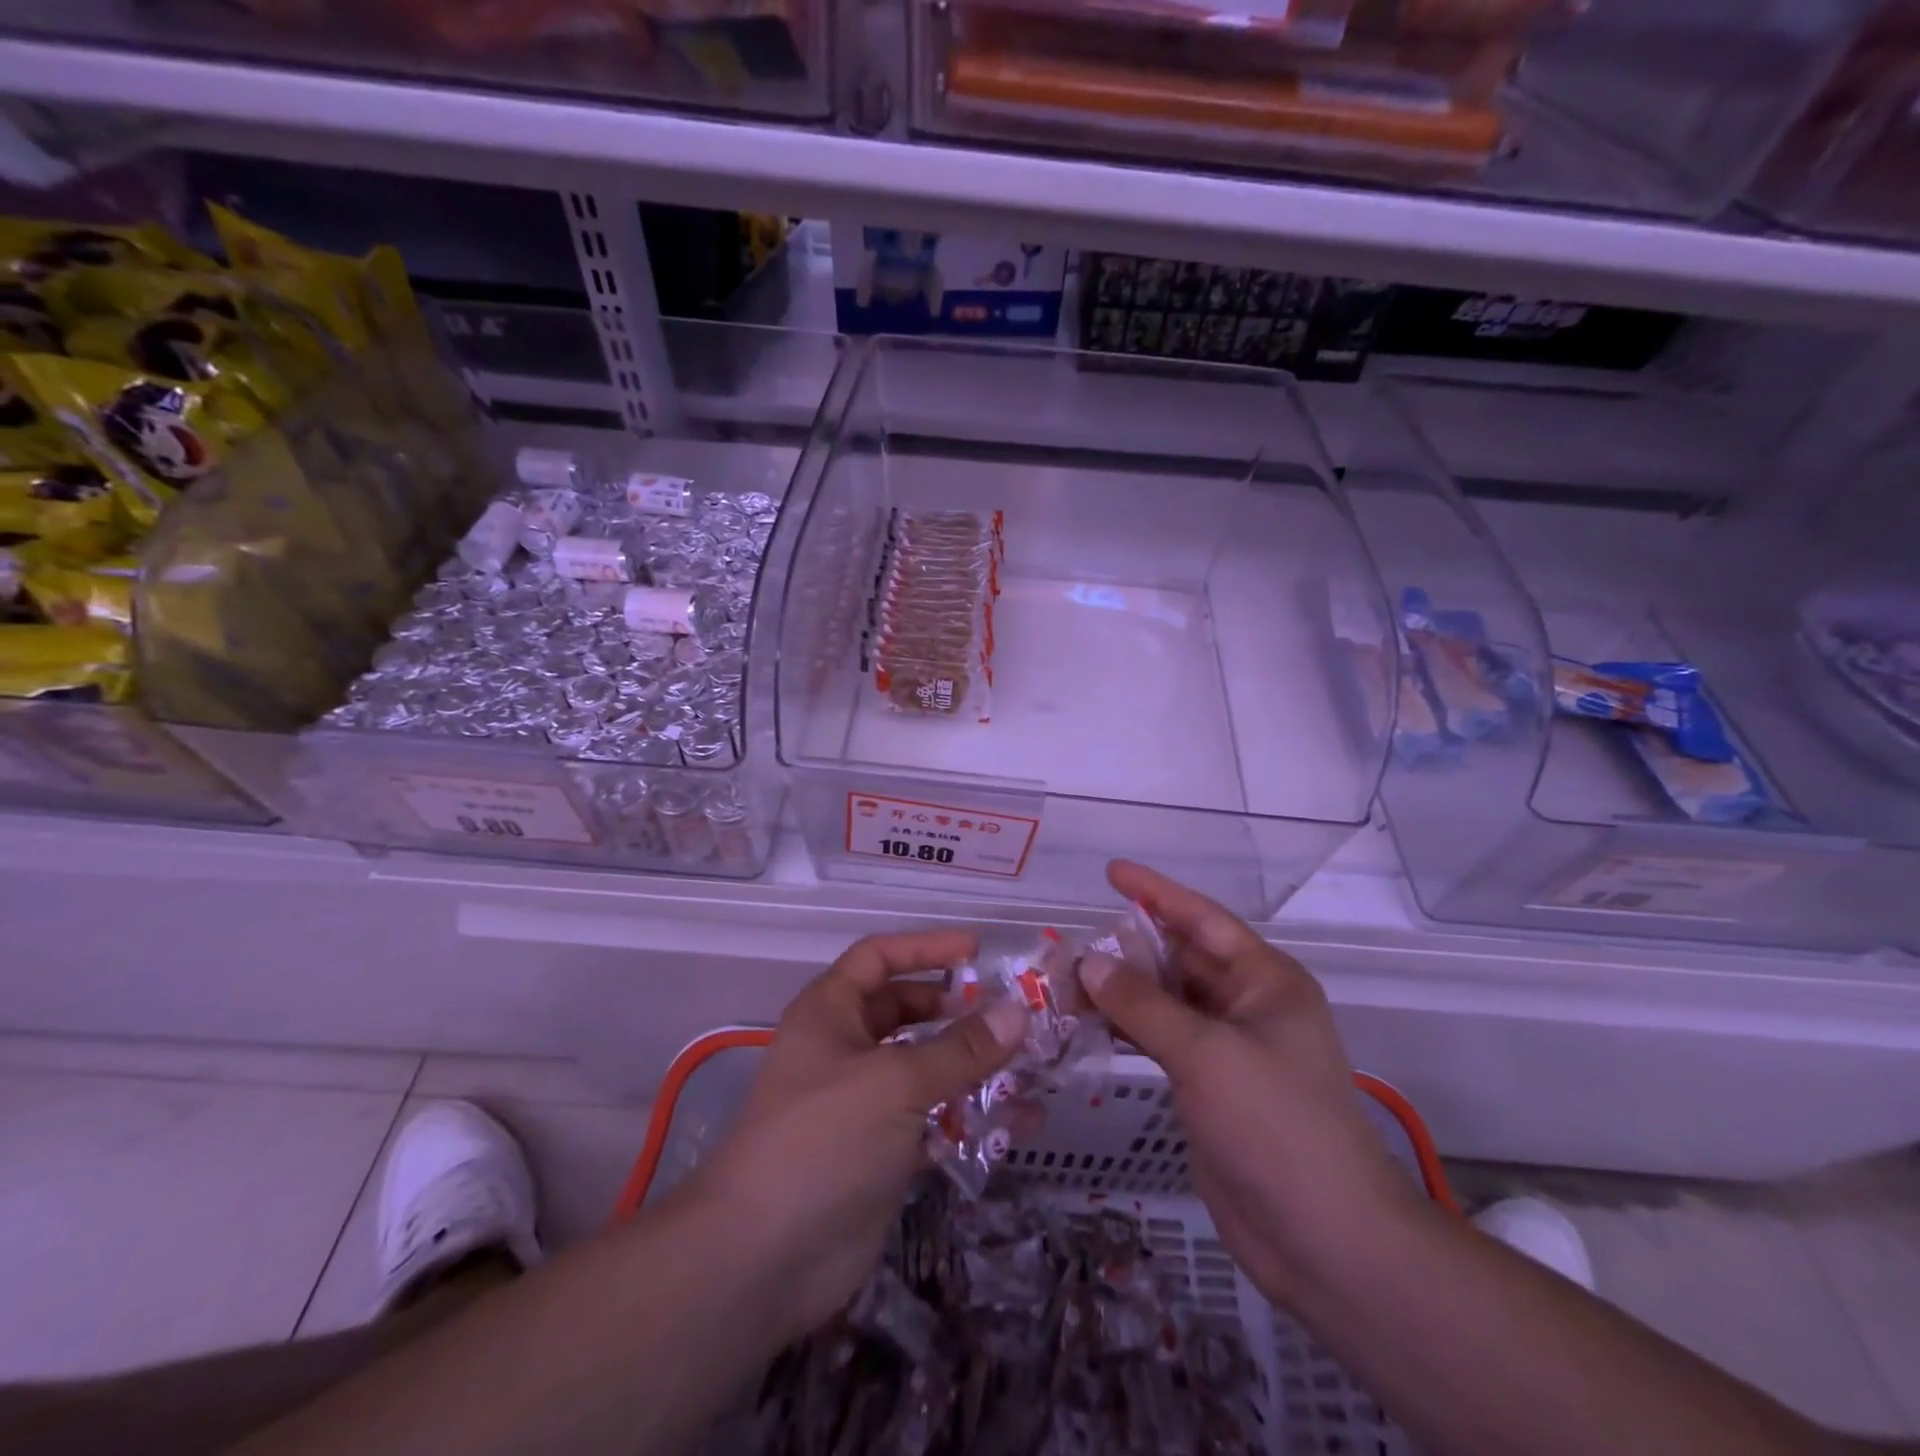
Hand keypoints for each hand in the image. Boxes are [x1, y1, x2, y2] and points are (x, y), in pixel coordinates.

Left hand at [683, 929, 1026, 1342]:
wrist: (762, 1261)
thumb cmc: (824, 1140)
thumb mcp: (896, 1082)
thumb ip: (961, 1048)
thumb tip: (1017, 1011)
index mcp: (830, 1011)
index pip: (880, 957)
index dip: (926, 948)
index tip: (978, 951)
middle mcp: (843, 1048)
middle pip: (904, 1011)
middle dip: (954, 1010)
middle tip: (1009, 1015)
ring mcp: (860, 1102)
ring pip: (922, 1068)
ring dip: (968, 1067)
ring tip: (1025, 1066)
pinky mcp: (878, 1152)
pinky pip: (929, 1120)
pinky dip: (965, 1118)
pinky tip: (1013, 1124)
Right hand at [1079, 860, 1426, 1307]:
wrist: (1324, 1240)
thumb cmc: (1276, 1125)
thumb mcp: (1207, 1053)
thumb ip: (1143, 1004)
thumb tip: (1089, 962)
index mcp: (1265, 980)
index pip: (1203, 919)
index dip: (1156, 892)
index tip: (1111, 872)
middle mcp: (1247, 1005)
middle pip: (1178, 959)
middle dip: (1127, 949)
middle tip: (1069, 944)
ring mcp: (1227, 1048)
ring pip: (1164, 1001)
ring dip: (1120, 992)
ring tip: (1065, 984)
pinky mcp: (1208, 1086)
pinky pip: (1159, 1040)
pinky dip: (1125, 1030)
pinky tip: (1088, 1026)